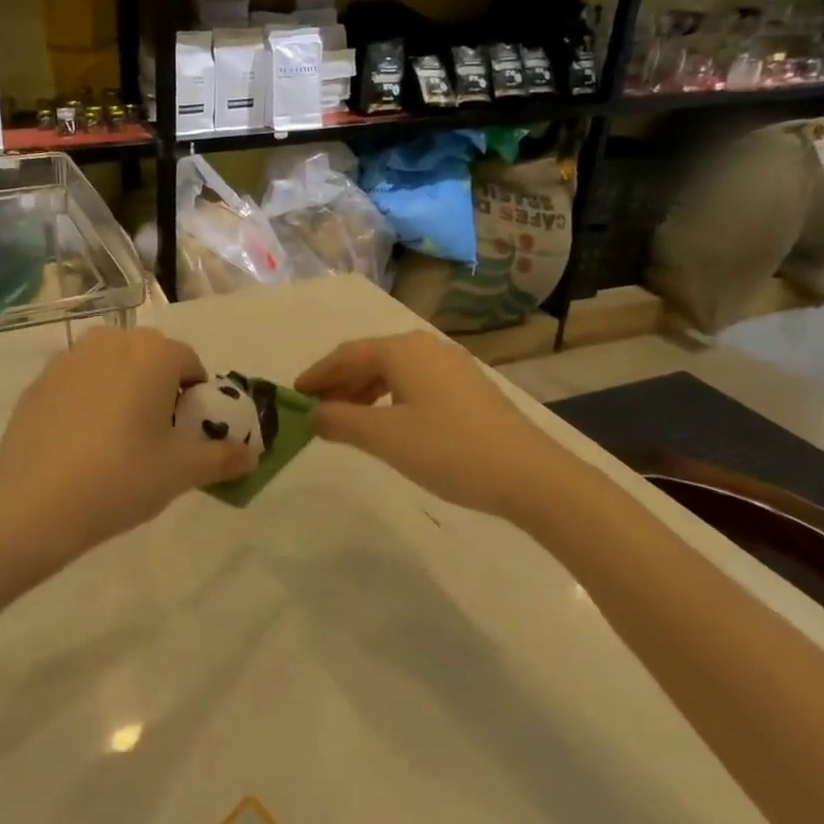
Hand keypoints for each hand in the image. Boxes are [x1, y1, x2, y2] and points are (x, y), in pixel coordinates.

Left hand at [0, 328, 253, 563]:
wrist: (32, 502)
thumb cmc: (121, 477)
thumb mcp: (181, 471)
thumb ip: (223, 458)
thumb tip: (252, 455)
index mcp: (153, 352)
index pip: (190, 363)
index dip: (195, 398)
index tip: (186, 435)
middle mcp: (112, 340)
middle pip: (151, 358)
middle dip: (160, 388)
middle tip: (154, 438)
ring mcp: (70, 357)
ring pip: (113, 366)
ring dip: (124, 389)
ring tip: (117, 440)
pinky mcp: (40, 379)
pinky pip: (80, 381)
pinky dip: (89, 399)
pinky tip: (81, 443)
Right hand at [296, 332, 584, 525]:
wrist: (529, 475)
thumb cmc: (449, 450)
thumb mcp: (384, 438)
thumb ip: (340, 421)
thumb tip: (313, 413)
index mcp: (402, 350)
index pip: (346, 355)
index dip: (317, 374)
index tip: (293, 394)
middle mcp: (425, 347)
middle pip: (369, 359)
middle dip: (339, 383)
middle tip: (316, 411)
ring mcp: (451, 366)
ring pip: (393, 371)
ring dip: (363, 392)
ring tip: (346, 420)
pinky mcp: (468, 388)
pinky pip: (414, 383)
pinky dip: (389, 398)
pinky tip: (387, 423)